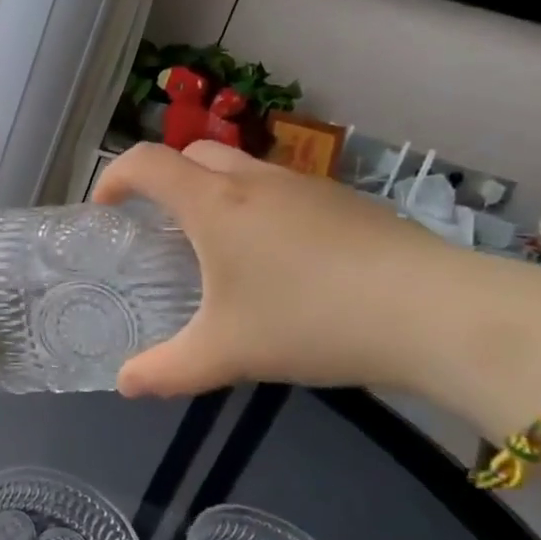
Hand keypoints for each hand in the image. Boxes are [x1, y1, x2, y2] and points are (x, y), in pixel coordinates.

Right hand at [93, 141, 453, 396]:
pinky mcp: (347, 203)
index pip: (146, 162)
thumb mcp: (225, 354)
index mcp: (215, 204)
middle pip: (194, 155)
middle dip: (165, 180)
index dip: (114, 177)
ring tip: (218, 249)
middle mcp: (256, 181)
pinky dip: (260, 210)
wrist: (435, 312)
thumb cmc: (310, 320)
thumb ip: (166, 370)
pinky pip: (284, 191)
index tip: (105, 210)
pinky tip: (281, 264)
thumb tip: (125, 384)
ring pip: (243, 170)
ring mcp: (307, 187)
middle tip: (159, 227)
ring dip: (215, 194)